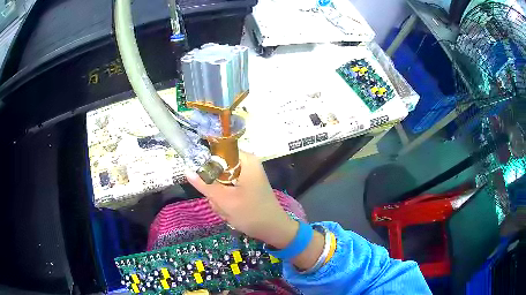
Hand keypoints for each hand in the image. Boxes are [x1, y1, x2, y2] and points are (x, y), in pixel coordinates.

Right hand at [185, 152, 297, 248]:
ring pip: (220, 182)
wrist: (273, 230)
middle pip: (218, 169)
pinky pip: (228, 190)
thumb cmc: (251, 213)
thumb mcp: (225, 200)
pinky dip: (226, 201)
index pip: (219, 150)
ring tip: (228, 210)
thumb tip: (186, 170)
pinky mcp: (245, 188)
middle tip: (221, 202)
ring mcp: (246, 177)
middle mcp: (247, 165)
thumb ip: (204, 185)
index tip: (202, 178)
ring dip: (220, 198)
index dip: (207, 163)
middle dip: (215, 188)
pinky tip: (231, 212)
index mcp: (246, 160)